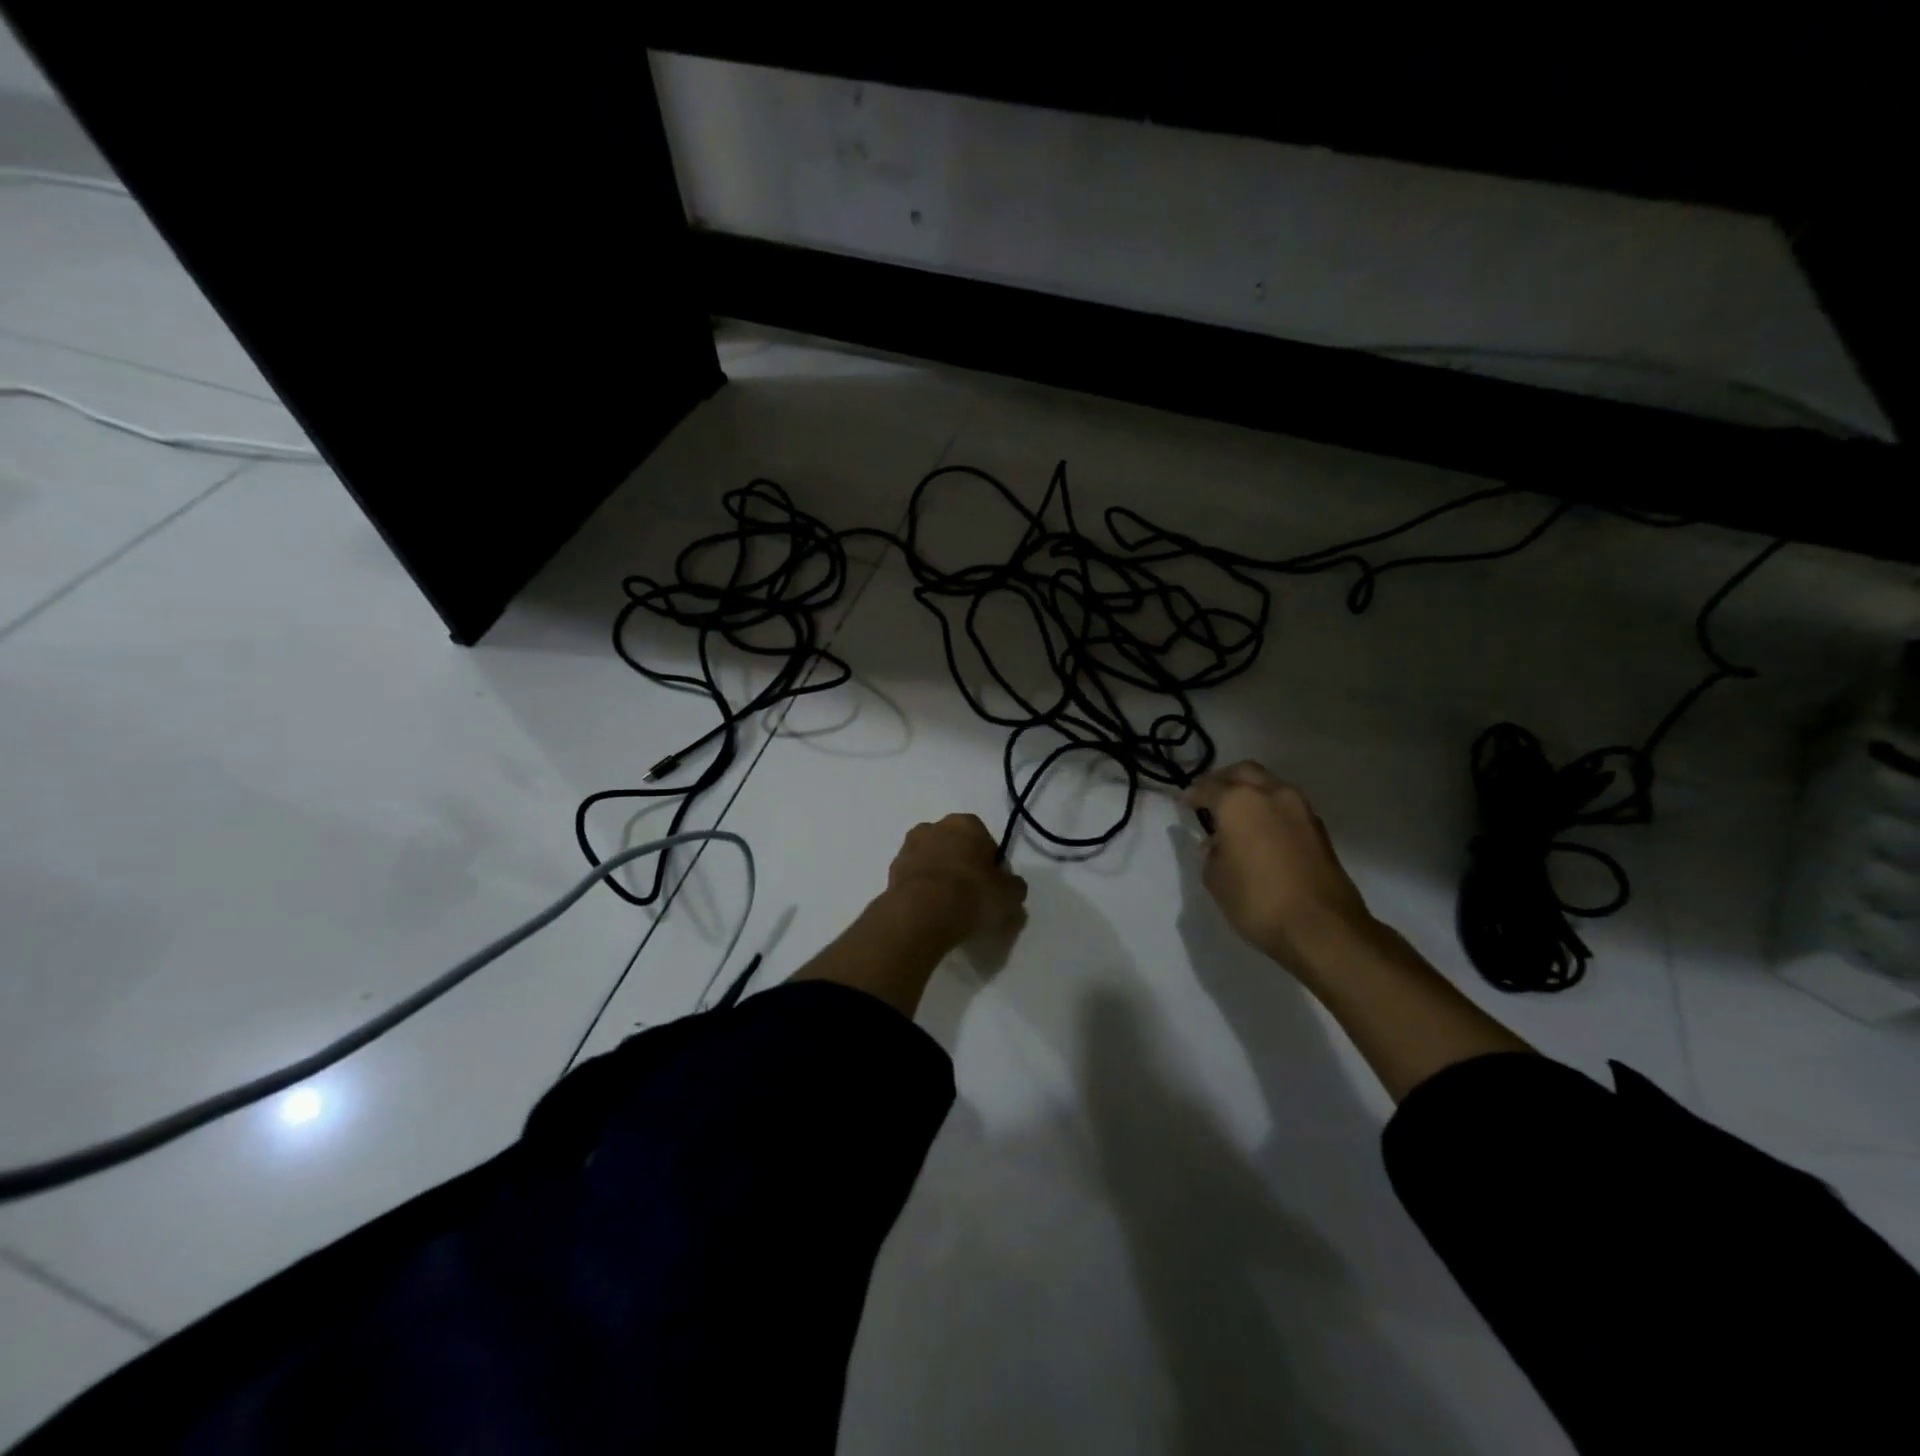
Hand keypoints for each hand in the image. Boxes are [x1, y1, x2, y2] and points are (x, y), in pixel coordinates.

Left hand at [885, 814, 1027, 945]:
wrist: (921, 913)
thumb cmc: (972, 895)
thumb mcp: (1009, 896)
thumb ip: (1014, 887)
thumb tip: (1011, 886)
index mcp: (966, 823)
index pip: (985, 841)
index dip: (991, 865)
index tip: (992, 887)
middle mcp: (934, 826)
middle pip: (955, 847)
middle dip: (962, 865)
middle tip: (971, 897)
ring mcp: (909, 847)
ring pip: (932, 861)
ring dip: (939, 876)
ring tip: (948, 908)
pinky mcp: (891, 870)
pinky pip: (915, 878)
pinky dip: (922, 890)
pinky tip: (930, 912)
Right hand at [1185, 762, 1376, 976]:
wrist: (1322, 927)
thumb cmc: (1257, 900)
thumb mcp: (1215, 879)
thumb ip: (1211, 853)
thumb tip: (1217, 844)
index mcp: (1239, 801)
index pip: (1207, 787)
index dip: (1191, 795)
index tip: (1183, 803)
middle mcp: (1271, 794)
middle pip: (1243, 772)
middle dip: (1223, 780)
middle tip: (1209, 798)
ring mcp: (1300, 809)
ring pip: (1269, 785)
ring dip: (1250, 792)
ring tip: (1236, 817)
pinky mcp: (1318, 828)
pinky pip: (1285, 806)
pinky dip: (1269, 810)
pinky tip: (1260, 833)